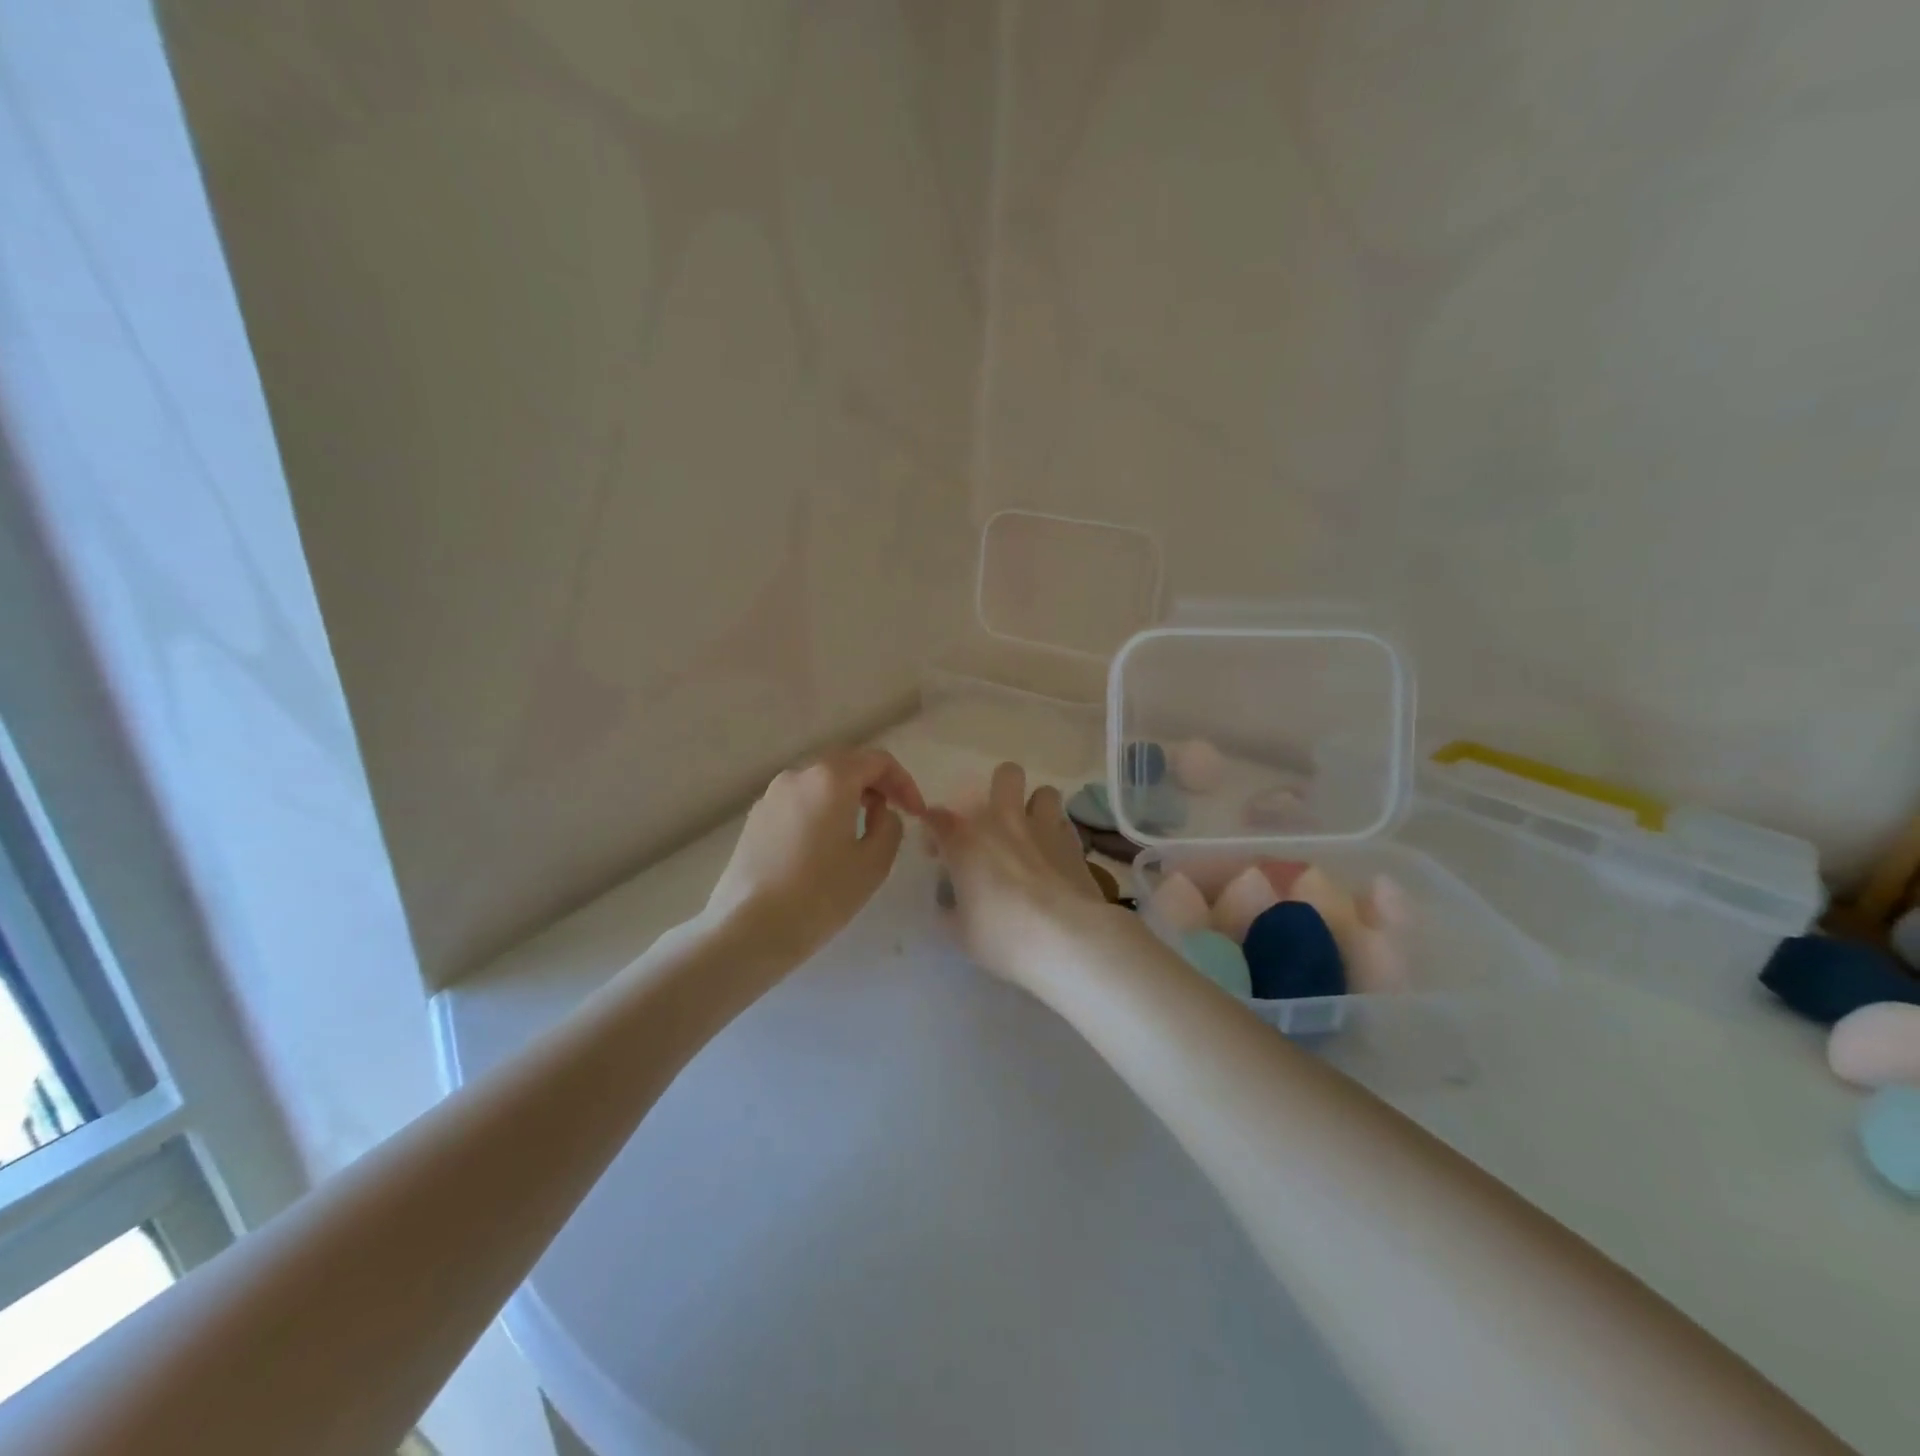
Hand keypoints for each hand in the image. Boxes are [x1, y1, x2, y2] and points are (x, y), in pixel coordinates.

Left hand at [706, 748, 925, 963]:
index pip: (878, 761)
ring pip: (820, 782)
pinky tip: (826, 844)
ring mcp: (772, 795)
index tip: (916, 813)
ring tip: (862, 830)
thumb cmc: (819, 895)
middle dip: (876, 784)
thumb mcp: (873, 864)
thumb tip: (880, 813)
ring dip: (848, 796)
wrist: (747, 928)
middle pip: (847, 764)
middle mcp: (798, 775)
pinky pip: (799, 801)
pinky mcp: (756, 818)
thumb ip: (889, 827)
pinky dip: (822, 810)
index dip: (904, 782)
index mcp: (831, 778)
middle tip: (895, 813)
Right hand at [925, 762, 1118, 988]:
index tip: (937, 853)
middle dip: (999, 790)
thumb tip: (949, 902)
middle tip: (995, 822)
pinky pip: (1065, 823)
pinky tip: (1055, 856)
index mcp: (966, 840)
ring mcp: (1044, 828)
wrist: (1067, 939)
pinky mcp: (1075, 843)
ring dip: (1036, 807)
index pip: (938, 817)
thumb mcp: (961, 933)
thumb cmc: (1003, 936)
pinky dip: (1057, 834)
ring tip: (1032, 833)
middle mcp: (1004, 821)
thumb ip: (950, 909)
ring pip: (1045, 791)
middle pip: (1006, 775)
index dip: (933, 830)